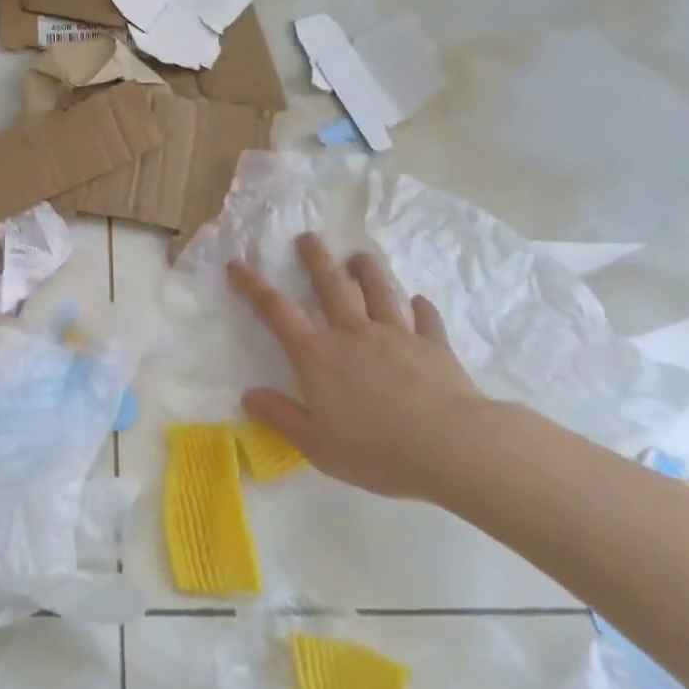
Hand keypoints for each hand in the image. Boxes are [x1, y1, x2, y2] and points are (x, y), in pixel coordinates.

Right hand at [228, 233, 486, 502]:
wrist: (451, 446)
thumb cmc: (376, 450)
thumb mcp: (316, 445)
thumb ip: (281, 416)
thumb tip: (249, 396)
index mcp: (318, 355)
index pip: (276, 311)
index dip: (253, 285)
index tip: (238, 263)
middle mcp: (353, 333)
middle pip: (331, 284)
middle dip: (316, 258)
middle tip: (308, 237)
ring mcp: (396, 334)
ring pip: (379, 290)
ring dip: (367, 270)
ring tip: (360, 257)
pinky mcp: (433, 345)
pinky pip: (425, 318)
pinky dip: (421, 308)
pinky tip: (419, 302)